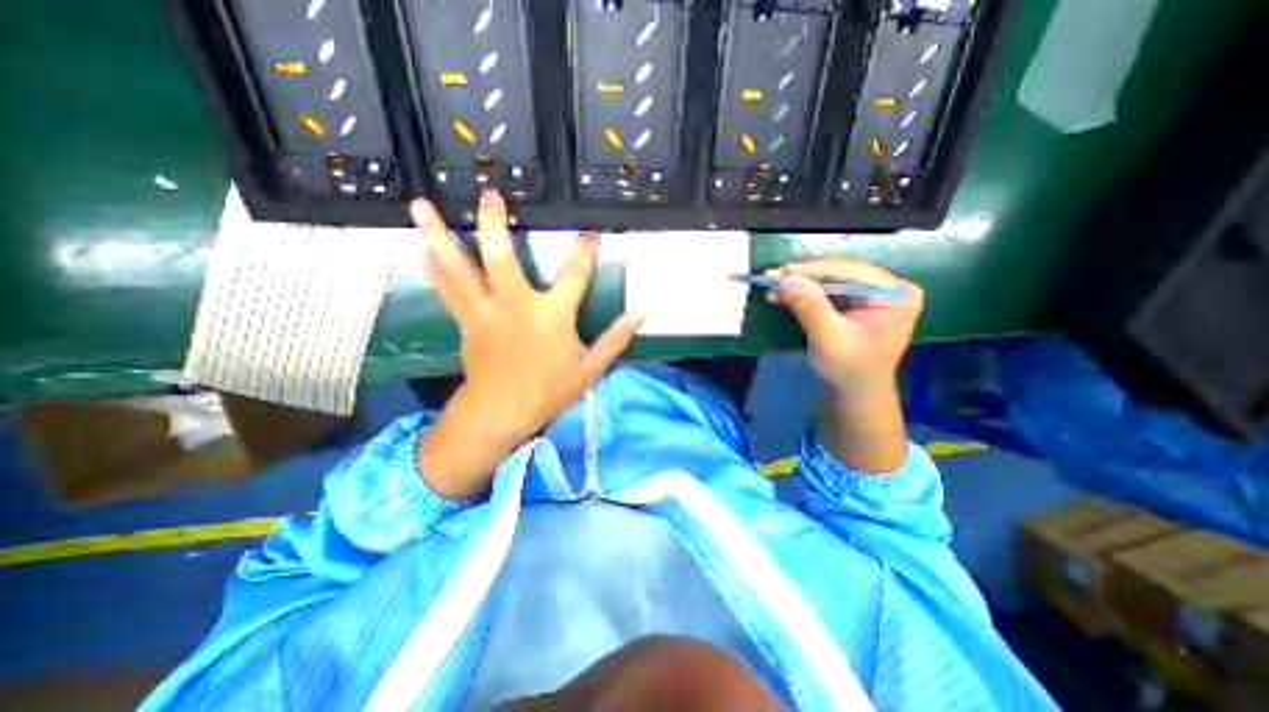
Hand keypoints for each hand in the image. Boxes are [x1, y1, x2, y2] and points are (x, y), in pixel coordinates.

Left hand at [409, 193, 638, 496]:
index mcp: (551, 316)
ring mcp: (484, 311)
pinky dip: (434, 268)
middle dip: (493, 223)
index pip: (574, 275)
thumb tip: (640, 314)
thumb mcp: (590, 369)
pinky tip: (421, 247)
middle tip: (489, 194)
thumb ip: (615, 339)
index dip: (584, 251)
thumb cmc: (549, 391)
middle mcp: (515, 305)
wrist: (500, 413)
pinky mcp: (466, 321)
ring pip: (459, 268)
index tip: (589, 232)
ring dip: (440, 235)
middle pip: (501, 257)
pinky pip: (447, 289)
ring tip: (421, 205)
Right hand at [763, 257, 924, 395]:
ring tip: (773, 287)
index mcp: (895, 294)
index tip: (782, 272)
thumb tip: (786, 278)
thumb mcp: (829, 338)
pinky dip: (805, 294)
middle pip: (840, 273)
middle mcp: (888, 288)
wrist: (855, 394)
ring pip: (831, 280)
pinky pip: (829, 291)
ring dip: (801, 284)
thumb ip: (810, 306)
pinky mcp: (858, 303)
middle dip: (804, 277)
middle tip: (773, 277)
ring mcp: (873, 294)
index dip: (813, 270)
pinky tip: (785, 295)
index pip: (850, 272)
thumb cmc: (849, 370)